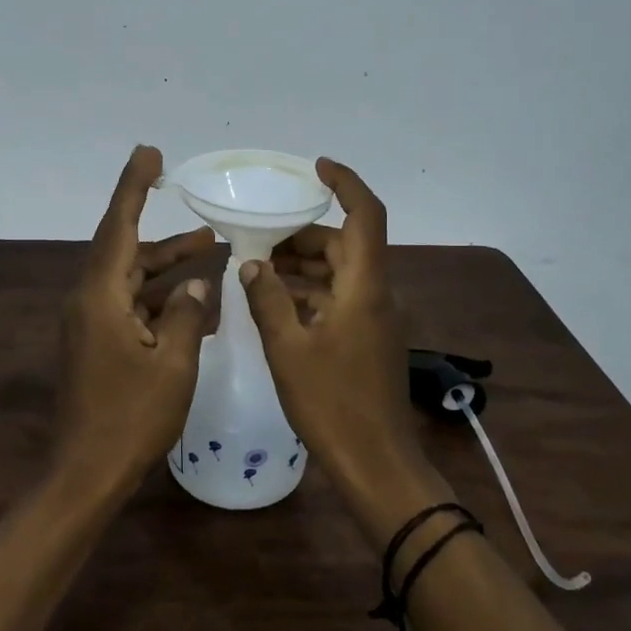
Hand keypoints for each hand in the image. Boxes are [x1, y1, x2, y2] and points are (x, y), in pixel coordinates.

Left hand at [57, 146, 215, 492]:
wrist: (87, 473)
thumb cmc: (131, 418)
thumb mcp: (173, 365)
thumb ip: (187, 314)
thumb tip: (196, 283)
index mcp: (100, 297)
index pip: (119, 226)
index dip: (134, 186)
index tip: (150, 153)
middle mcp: (90, 301)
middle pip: (129, 252)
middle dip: (169, 239)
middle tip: (207, 225)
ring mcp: (91, 324)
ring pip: (133, 280)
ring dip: (168, 269)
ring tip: (212, 254)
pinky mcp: (98, 344)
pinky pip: (132, 308)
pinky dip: (161, 301)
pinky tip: (196, 305)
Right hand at [239, 159, 449, 541]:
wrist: (376, 463)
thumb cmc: (332, 404)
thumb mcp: (288, 349)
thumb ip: (267, 299)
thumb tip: (252, 263)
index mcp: (365, 287)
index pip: (365, 215)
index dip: (346, 183)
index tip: (317, 167)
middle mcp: (377, 294)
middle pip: (345, 244)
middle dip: (304, 236)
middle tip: (259, 240)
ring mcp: (377, 318)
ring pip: (341, 273)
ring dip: (304, 266)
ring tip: (259, 271)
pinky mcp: (370, 339)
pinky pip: (341, 298)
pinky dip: (312, 293)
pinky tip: (277, 305)